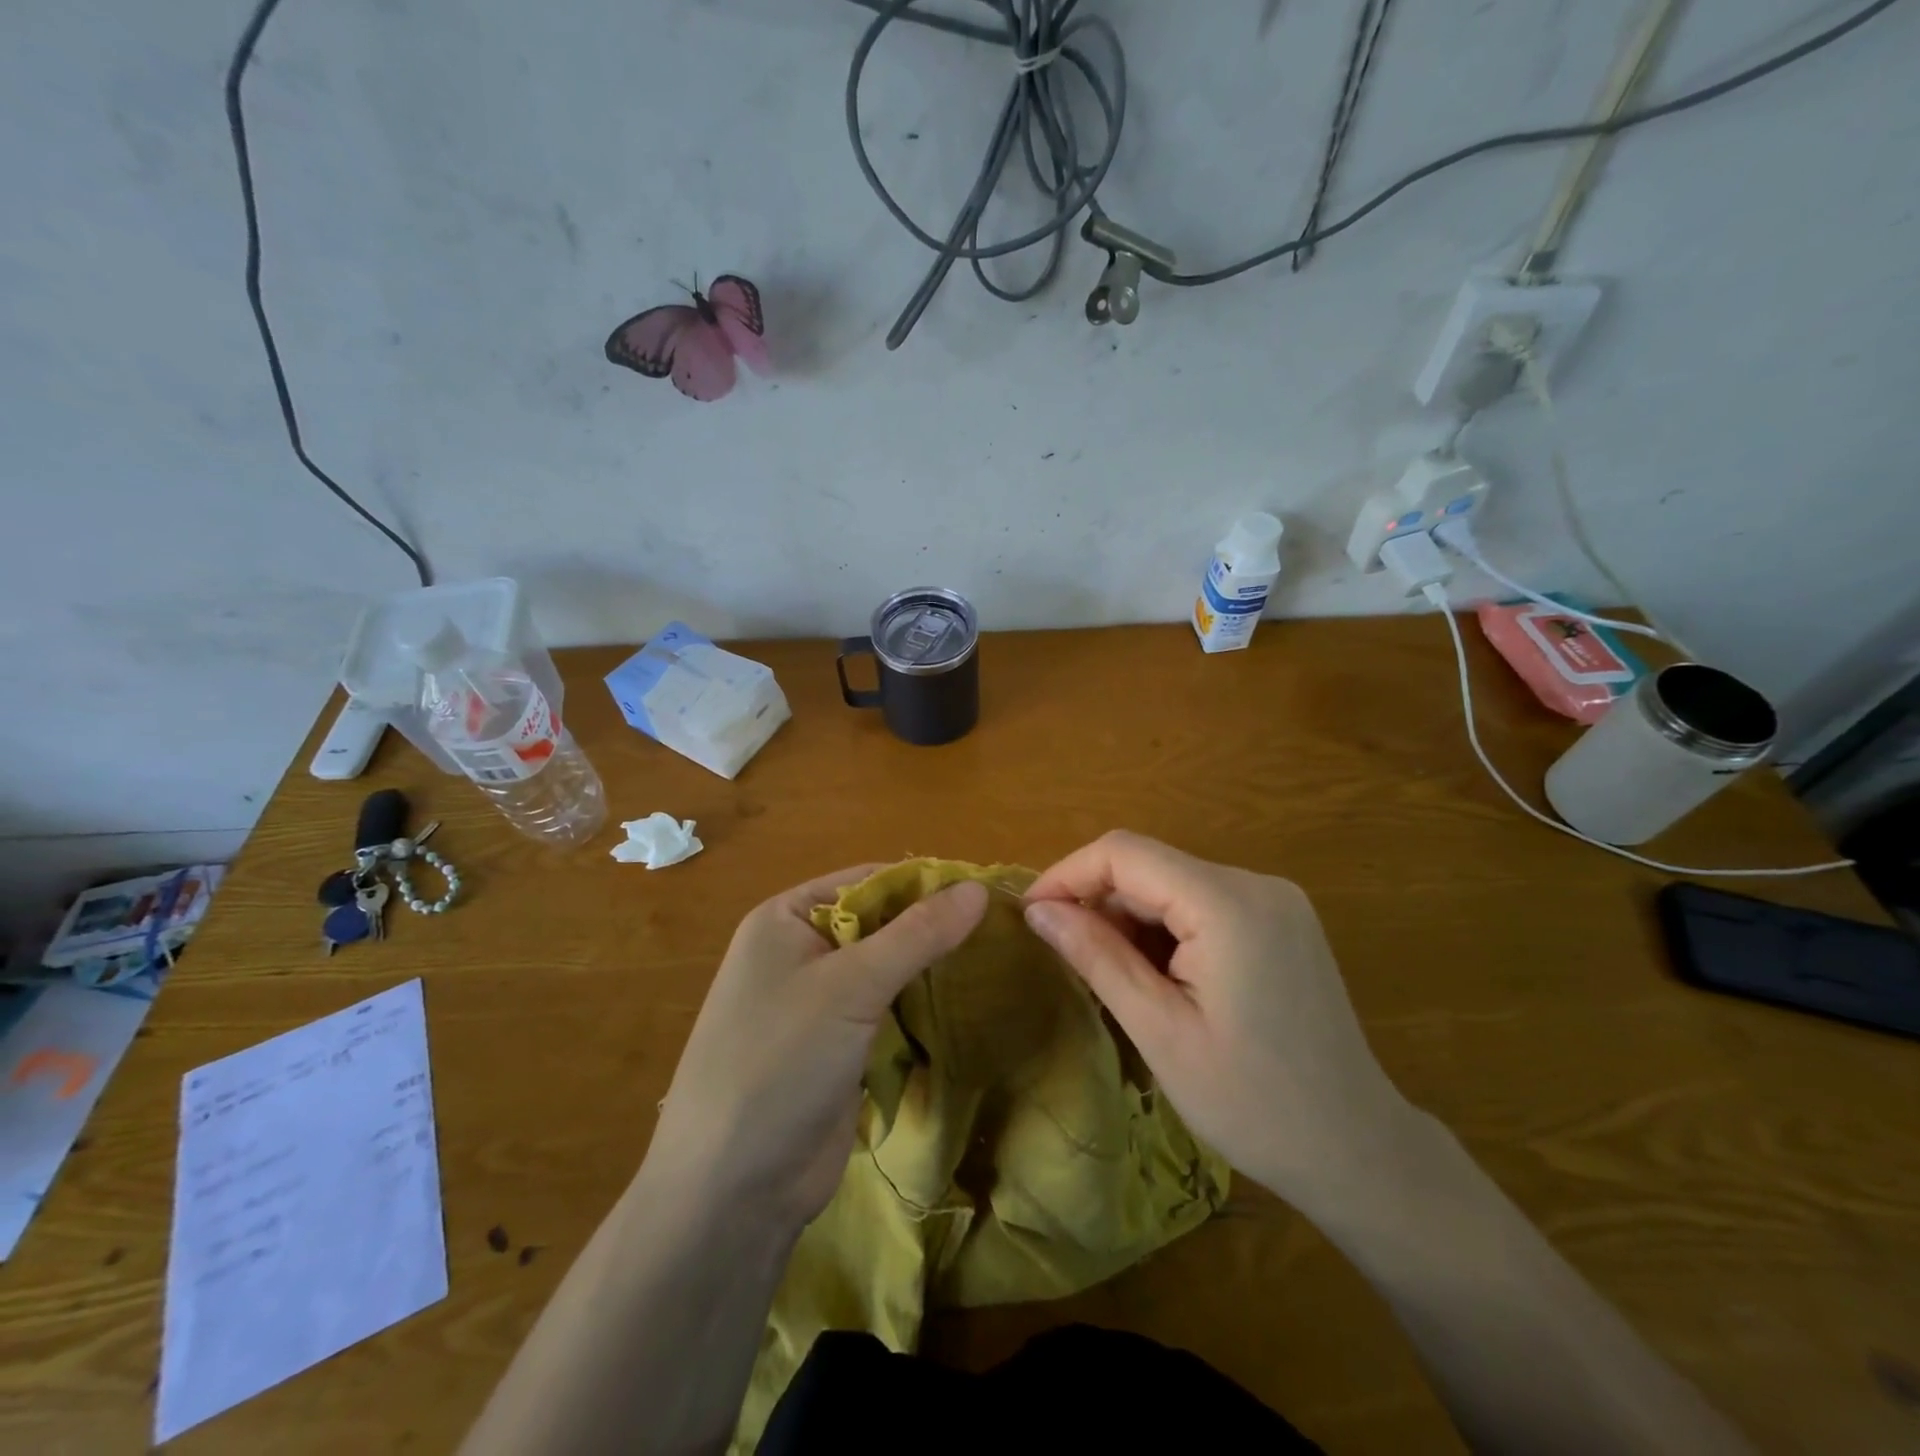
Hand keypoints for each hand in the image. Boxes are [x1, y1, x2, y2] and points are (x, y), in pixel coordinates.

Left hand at [645, 866, 987, 1228]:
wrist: (732, 1192)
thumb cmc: (781, 1064)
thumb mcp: (851, 987)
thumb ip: (917, 935)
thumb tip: (978, 888)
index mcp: (785, 919)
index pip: (867, 881)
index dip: (925, 884)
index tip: (987, 891)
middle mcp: (799, 951)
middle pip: (879, 923)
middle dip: (931, 927)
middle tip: (1001, 929)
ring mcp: (817, 1002)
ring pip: (886, 968)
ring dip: (929, 967)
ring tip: (996, 959)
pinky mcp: (837, 1046)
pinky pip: (886, 1009)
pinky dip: (920, 1004)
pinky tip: (965, 1002)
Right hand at [1023, 831, 1411, 1209]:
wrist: (1357, 1150)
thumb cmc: (1252, 1103)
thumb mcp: (1159, 1031)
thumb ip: (1096, 957)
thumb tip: (1037, 911)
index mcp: (1228, 904)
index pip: (1125, 853)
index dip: (1068, 874)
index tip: (1031, 915)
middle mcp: (1256, 883)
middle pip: (1151, 867)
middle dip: (1100, 905)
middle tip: (1071, 962)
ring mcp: (1275, 900)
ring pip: (1173, 885)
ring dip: (1132, 921)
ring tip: (1119, 982)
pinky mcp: (1280, 920)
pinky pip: (1202, 904)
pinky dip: (1166, 930)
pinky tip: (1161, 980)